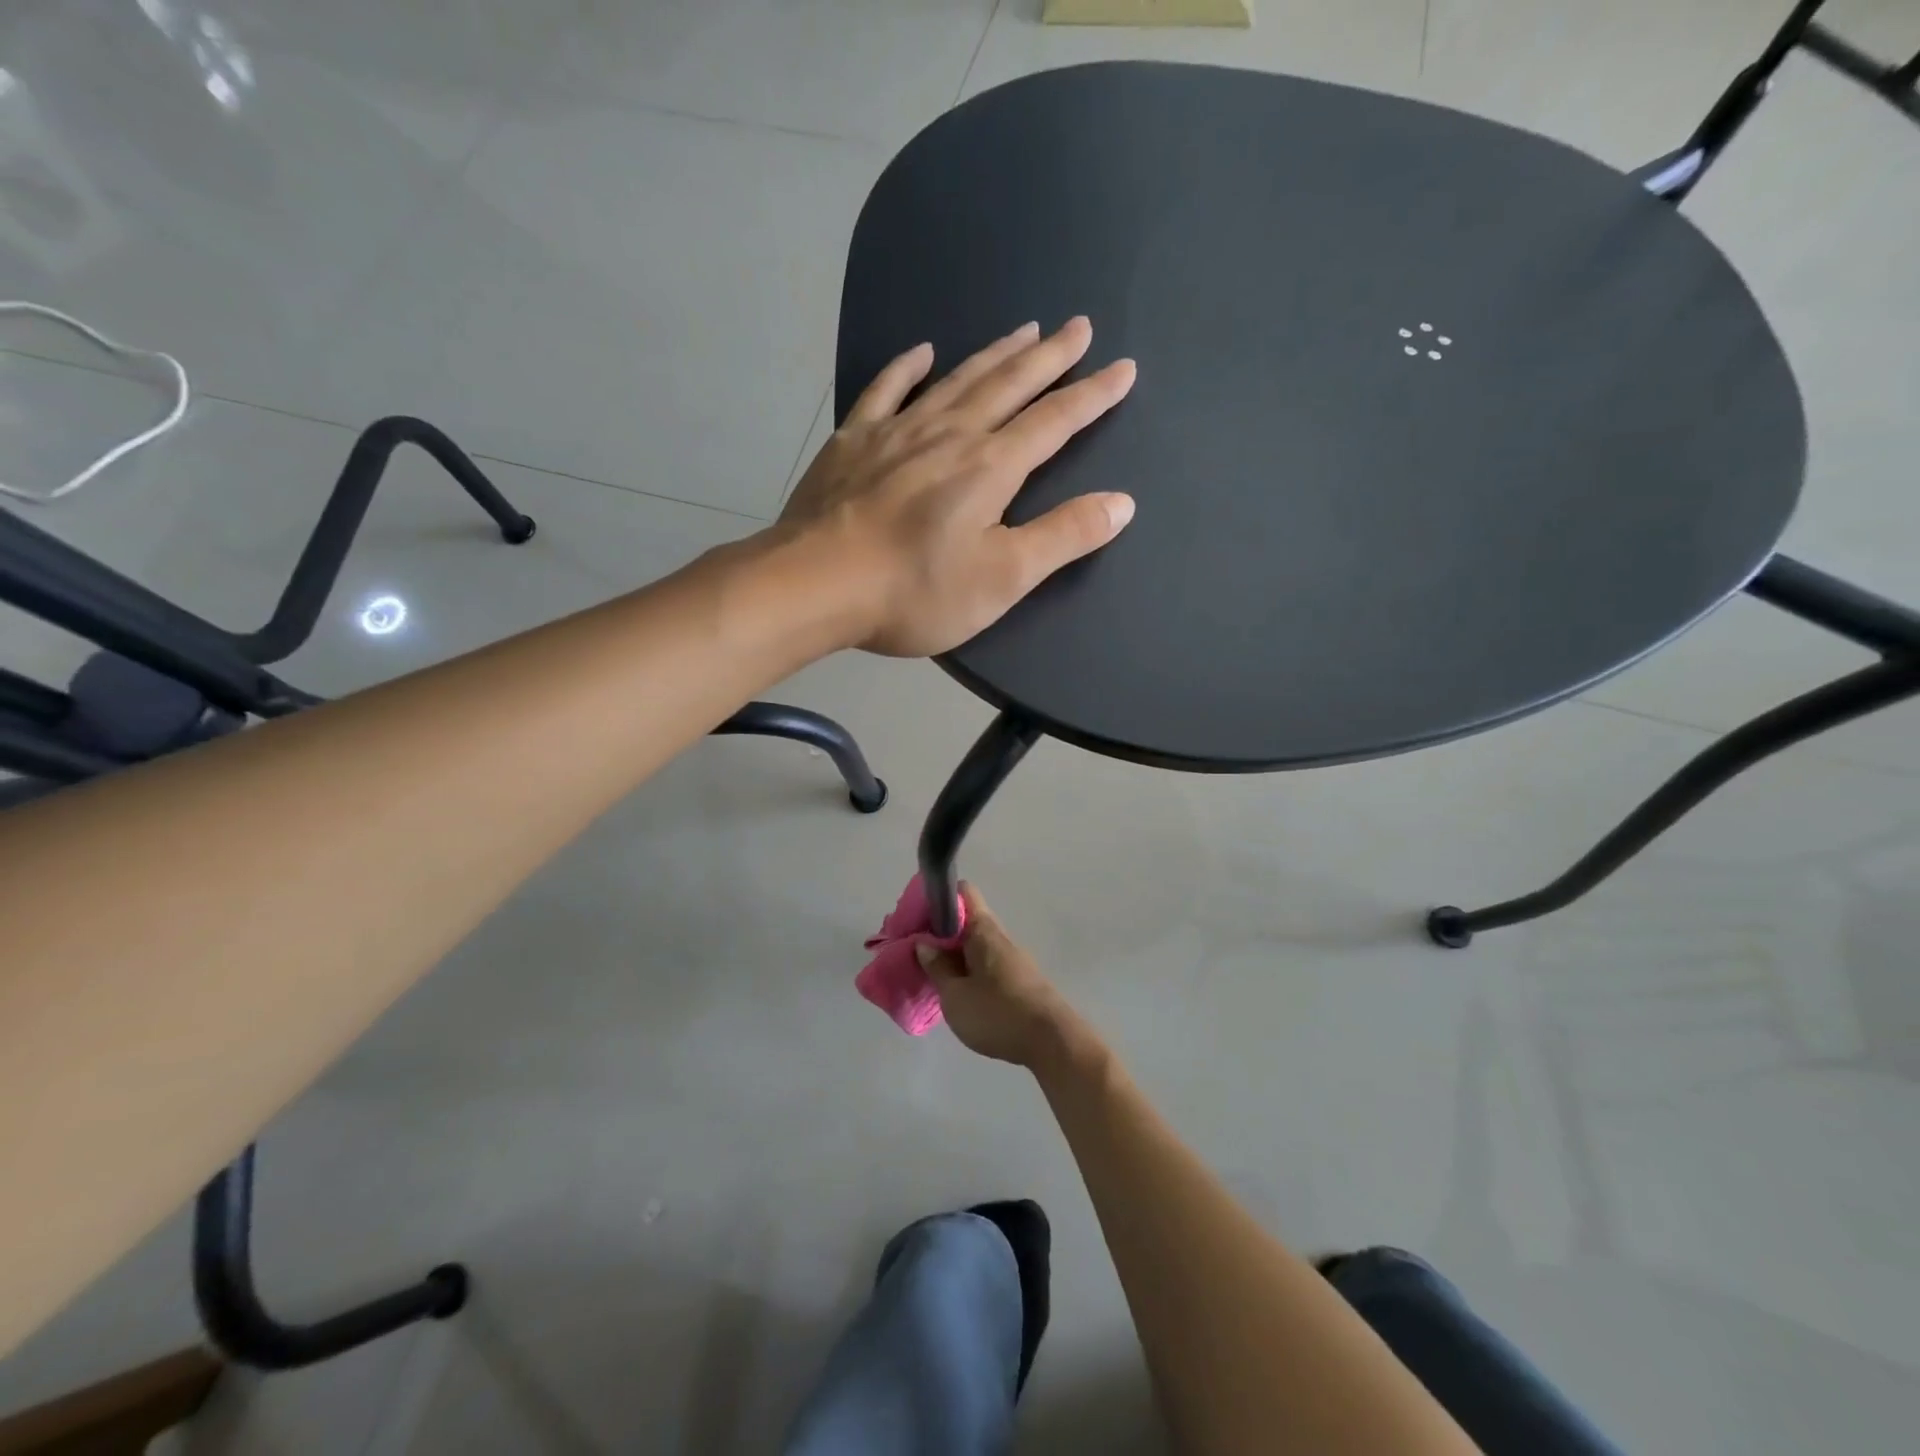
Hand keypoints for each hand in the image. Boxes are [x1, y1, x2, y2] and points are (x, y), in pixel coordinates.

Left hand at [780, 317, 1136, 656]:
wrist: (815, 584)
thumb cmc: (915, 591)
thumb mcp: (1002, 578)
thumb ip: (1063, 537)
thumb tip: (1122, 502)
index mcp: (991, 468)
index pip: (1054, 422)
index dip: (1092, 396)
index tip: (1123, 369)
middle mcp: (949, 435)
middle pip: (1009, 385)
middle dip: (1050, 357)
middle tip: (1078, 326)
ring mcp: (897, 433)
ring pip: (957, 380)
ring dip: (994, 354)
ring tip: (1024, 329)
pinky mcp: (853, 442)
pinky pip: (886, 391)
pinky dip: (906, 368)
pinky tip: (922, 352)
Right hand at [915, 885, 1082, 1068]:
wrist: (1052, 1042)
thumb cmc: (997, 1013)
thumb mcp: (955, 995)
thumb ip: (937, 967)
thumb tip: (924, 943)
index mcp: (984, 930)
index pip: (963, 893)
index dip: (939, 899)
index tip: (916, 917)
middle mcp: (1000, 937)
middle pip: (967, 921)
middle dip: (940, 933)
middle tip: (915, 953)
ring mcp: (1012, 959)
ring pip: (976, 946)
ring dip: (954, 955)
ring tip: (931, 976)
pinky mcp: (1019, 981)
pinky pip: (986, 965)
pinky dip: (969, 971)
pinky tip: (957, 994)